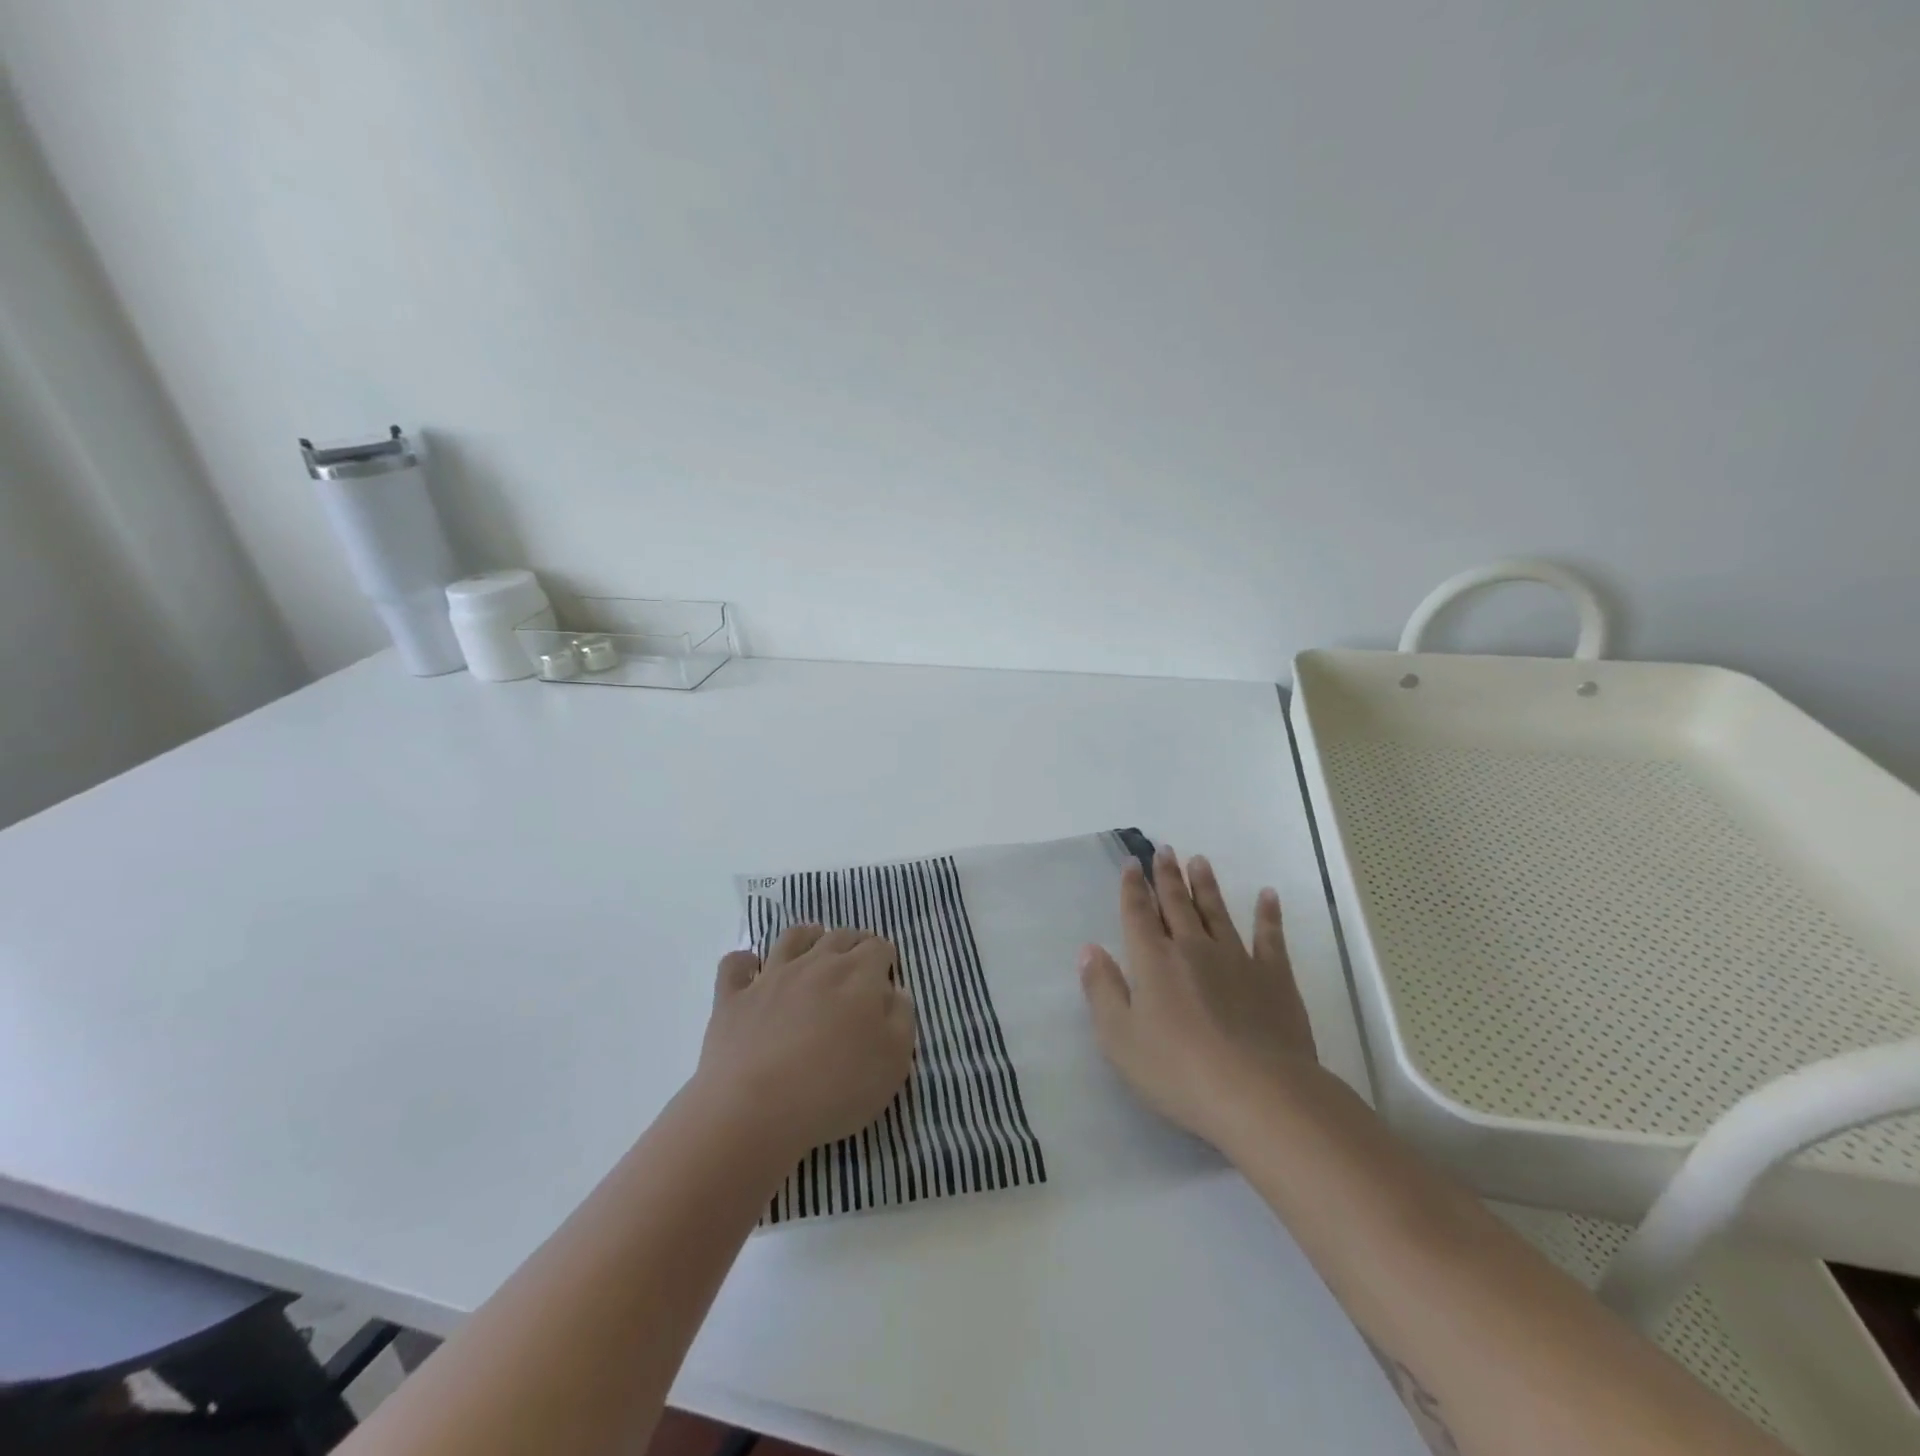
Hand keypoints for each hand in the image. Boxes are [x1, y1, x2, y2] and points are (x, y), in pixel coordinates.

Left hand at [694, 924, 915, 1165]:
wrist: (756, 1109)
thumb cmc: (836, 1087)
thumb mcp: (894, 1061)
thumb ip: (902, 1018)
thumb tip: (894, 992)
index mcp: (858, 974)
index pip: (878, 947)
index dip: (885, 958)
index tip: (886, 976)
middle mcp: (815, 963)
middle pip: (839, 936)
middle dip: (853, 943)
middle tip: (856, 962)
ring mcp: (770, 977)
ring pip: (791, 938)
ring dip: (806, 937)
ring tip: (812, 947)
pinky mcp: (732, 998)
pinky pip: (735, 966)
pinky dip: (744, 962)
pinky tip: (751, 970)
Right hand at [1078, 846, 1317, 1146]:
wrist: (1259, 1094)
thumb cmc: (1178, 1071)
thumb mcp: (1120, 1038)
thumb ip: (1102, 989)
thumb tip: (1089, 949)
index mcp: (1153, 960)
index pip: (1138, 913)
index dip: (1132, 887)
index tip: (1131, 864)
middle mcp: (1193, 948)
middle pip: (1176, 904)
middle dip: (1167, 876)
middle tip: (1165, 850)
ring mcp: (1237, 959)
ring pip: (1217, 911)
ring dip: (1206, 885)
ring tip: (1200, 861)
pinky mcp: (1274, 977)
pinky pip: (1270, 937)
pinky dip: (1268, 915)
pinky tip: (1268, 896)